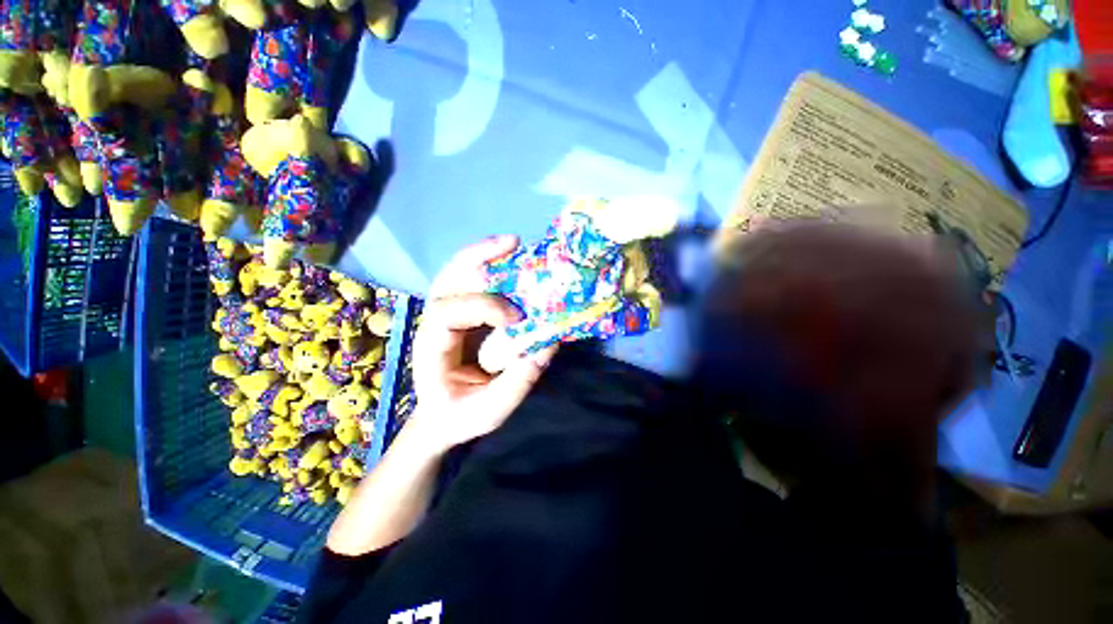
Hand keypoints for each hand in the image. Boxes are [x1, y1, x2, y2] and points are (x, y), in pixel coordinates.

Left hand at [409, 235, 556, 451]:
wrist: (442, 417)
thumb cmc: (460, 416)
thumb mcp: (490, 411)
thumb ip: (517, 382)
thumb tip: (547, 344)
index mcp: (431, 348)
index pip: (447, 313)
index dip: (483, 307)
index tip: (517, 318)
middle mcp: (433, 324)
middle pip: (446, 280)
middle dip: (477, 258)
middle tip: (511, 244)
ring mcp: (447, 315)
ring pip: (458, 275)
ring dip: (484, 256)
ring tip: (512, 243)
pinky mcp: (463, 314)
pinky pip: (472, 284)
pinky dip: (490, 267)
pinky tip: (511, 260)